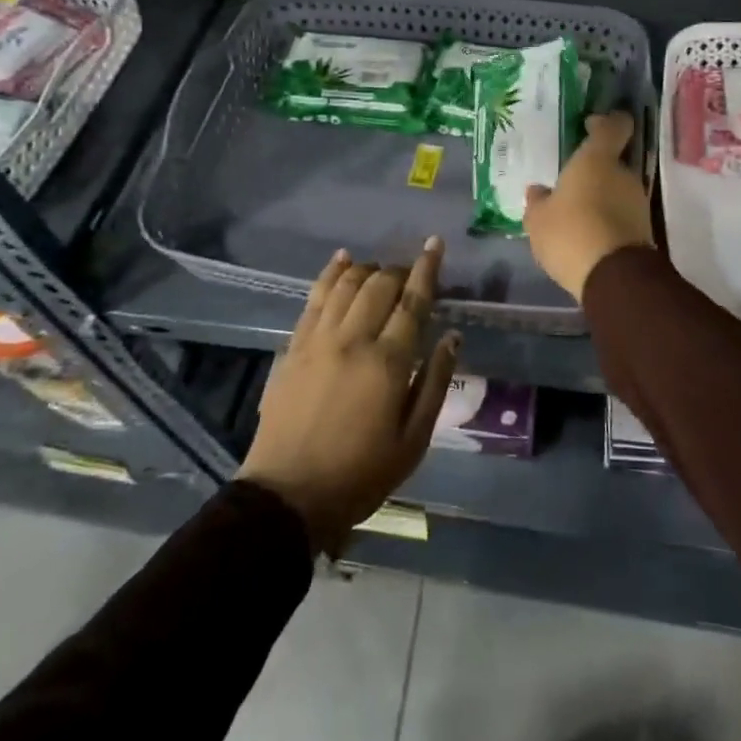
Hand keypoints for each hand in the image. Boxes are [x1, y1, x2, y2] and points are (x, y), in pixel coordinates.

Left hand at [239, 239, 460, 554]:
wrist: (287, 497)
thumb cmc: (360, 475)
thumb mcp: (412, 441)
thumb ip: (435, 383)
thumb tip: (452, 337)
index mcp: (388, 362)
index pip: (413, 301)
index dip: (427, 268)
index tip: (435, 243)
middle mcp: (354, 338)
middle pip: (380, 285)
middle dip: (399, 270)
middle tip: (410, 274)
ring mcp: (319, 339)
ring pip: (347, 283)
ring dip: (368, 269)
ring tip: (380, 271)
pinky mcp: (294, 346)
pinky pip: (314, 296)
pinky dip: (330, 272)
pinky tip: (342, 260)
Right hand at [524, 110, 653, 300]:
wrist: (613, 278)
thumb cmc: (570, 232)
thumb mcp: (538, 219)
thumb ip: (538, 201)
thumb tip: (538, 191)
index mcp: (597, 159)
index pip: (613, 126)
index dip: (605, 122)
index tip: (590, 125)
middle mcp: (623, 174)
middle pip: (612, 162)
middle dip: (594, 171)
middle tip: (570, 184)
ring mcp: (638, 202)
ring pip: (617, 190)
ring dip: (601, 198)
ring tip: (576, 214)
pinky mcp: (645, 230)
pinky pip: (621, 215)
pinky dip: (607, 220)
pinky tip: (587, 234)